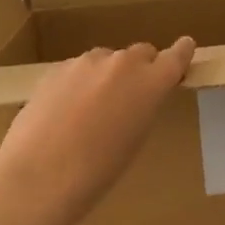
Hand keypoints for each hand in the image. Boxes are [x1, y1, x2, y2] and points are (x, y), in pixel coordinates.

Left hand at [0, 39, 196, 199]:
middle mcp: (122, 63)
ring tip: (90, 111)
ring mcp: (86, 62)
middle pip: (140, 53)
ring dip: (106, 76)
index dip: (181, 52)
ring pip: (106, 61)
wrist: (39, 176)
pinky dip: (79, 84)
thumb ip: (142, 107)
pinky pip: (78, 70)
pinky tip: (64, 113)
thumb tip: (135, 98)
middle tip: (131, 97)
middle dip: (141, 69)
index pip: (176, 56)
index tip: (185, 48)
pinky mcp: (56, 68)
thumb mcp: (135, 140)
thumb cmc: (97, 172)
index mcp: (150, 82)